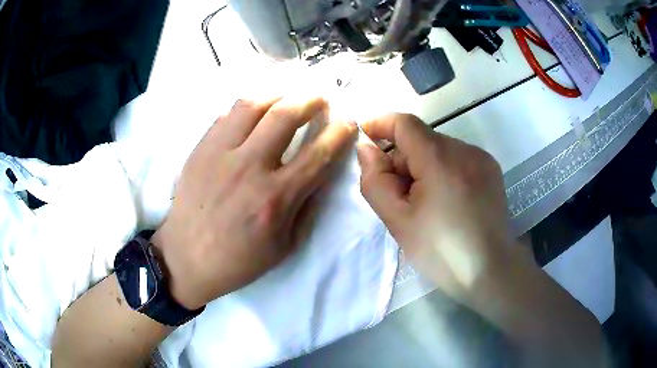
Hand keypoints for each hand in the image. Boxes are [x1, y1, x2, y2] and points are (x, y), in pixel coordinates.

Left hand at [152, 97, 356, 309]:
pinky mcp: (200, 149)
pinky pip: (226, 115)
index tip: (347, 122)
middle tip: (320, 98)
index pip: (317, 153)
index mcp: (275, 198)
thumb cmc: (239, 260)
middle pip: (285, 115)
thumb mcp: (285, 245)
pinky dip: (247, 108)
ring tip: (287, 98)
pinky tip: (254, 114)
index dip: (339, 132)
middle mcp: (249, 168)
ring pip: (252, 105)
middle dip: (310, 100)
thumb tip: (321, 172)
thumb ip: (307, 206)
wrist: (187, 258)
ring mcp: (220, 154)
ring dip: (277, 95)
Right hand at [357, 113, 517, 303]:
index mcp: (440, 159)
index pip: (404, 123)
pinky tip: (447, 201)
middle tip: (398, 196)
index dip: (381, 124)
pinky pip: (457, 159)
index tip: (366, 139)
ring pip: (439, 149)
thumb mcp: (398, 222)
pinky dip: (442, 171)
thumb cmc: (442, 252)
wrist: (492, 271)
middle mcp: (464, 149)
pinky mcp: (491, 169)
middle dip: (401, 159)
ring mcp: (481, 158)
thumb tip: (367, 149)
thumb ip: (375, 181)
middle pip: (421, 139)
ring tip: (425, 204)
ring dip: (423, 167)